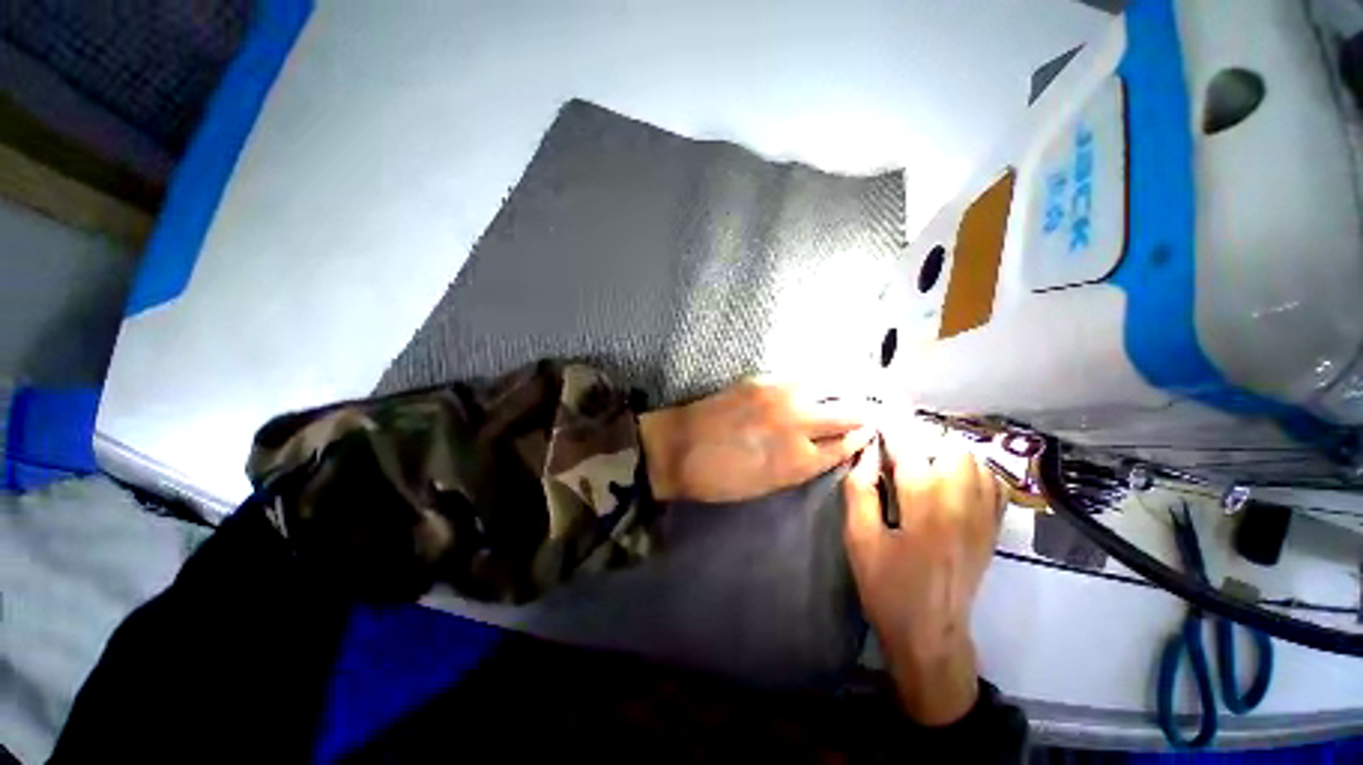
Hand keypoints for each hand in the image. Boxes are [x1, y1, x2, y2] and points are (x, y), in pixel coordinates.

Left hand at [638, 380, 874, 502]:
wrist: (678, 449)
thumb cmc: (719, 479)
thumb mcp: (766, 485)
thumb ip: (799, 466)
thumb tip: (822, 449)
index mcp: (799, 461)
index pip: (845, 446)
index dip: (859, 439)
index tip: (866, 432)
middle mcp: (797, 425)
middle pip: (847, 414)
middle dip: (861, 414)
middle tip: (867, 411)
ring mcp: (780, 398)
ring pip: (826, 389)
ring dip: (839, 393)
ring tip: (845, 393)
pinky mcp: (761, 381)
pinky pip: (798, 378)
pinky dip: (811, 383)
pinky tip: (815, 384)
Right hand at [844, 424, 1003, 725]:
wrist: (930, 633)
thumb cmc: (887, 587)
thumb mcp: (859, 540)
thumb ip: (860, 492)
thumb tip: (864, 455)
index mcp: (925, 509)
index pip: (911, 451)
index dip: (892, 428)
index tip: (877, 415)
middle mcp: (962, 506)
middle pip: (951, 448)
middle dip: (919, 437)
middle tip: (894, 445)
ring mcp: (984, 518)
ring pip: (975, 461)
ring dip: (944, 450)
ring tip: (918, 457)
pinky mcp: (992, 529)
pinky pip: (992, 483)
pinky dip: (971, 468)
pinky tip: (949, 475)